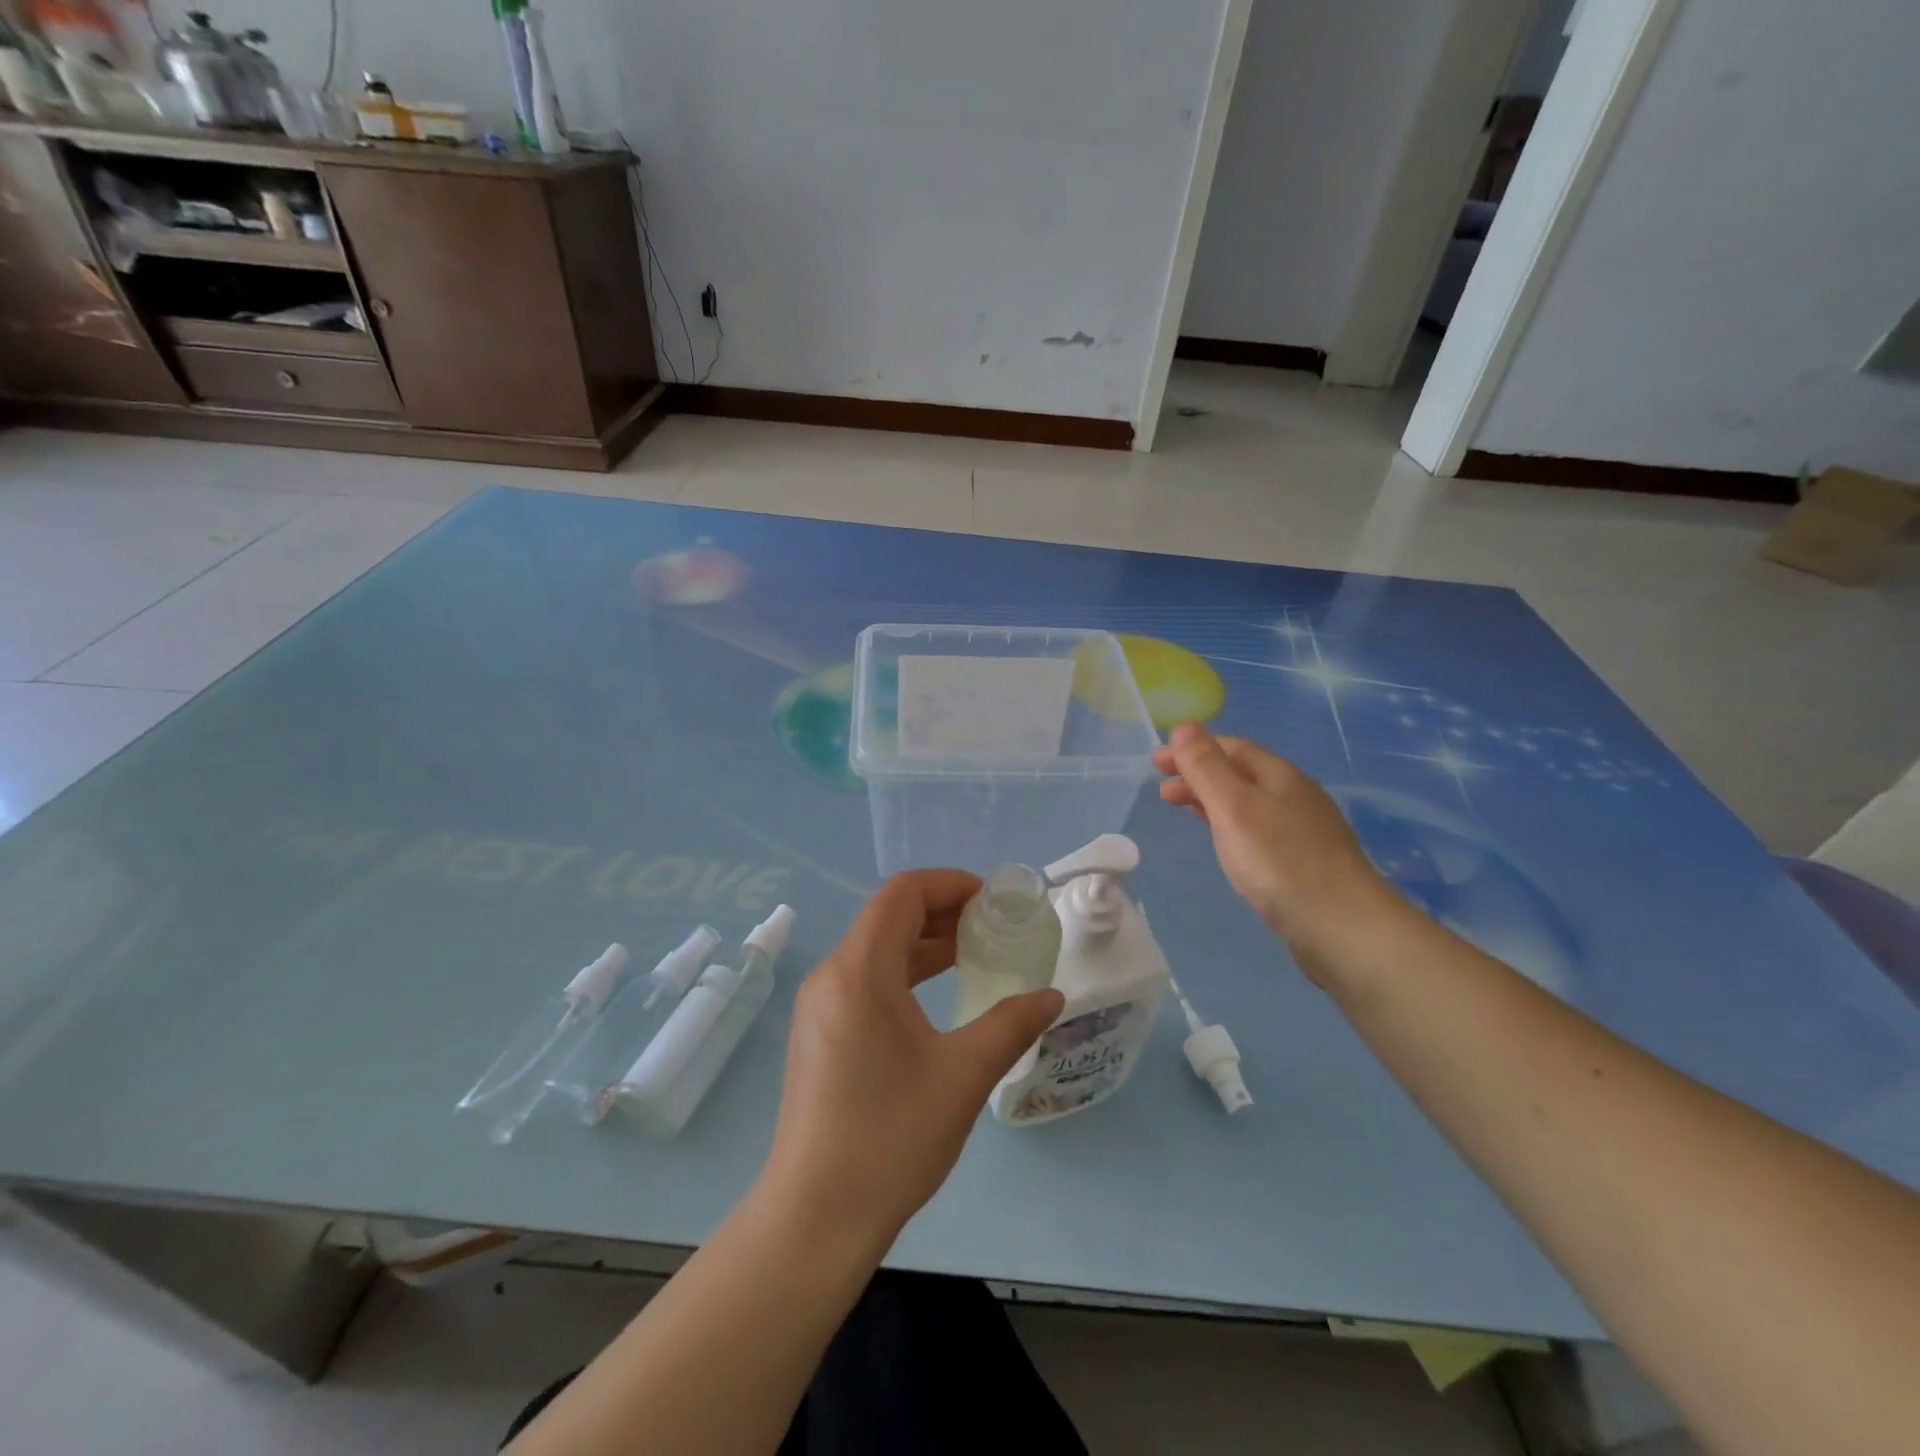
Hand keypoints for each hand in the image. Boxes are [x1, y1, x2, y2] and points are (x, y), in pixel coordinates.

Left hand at [763, 871, 1063, 1252]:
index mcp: (860, 970)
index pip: (902, 893)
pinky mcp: (819, 1032)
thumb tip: (1051, 997)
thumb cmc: (892, 1137)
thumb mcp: (964, 1075)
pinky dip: (903, 970)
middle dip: (941, 910)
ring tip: (973, 952)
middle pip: (887, 915)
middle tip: (992, 925)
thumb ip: (1011, 1024)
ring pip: (875, 947)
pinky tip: (935, 994)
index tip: (993, 900)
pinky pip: (864, 977)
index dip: (949, 884)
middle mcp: (832, 975)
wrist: (816, 1217)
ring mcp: (820, 1005)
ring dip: (923, 941)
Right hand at [1154, 723, 1396, 978]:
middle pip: (1241, 773)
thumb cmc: (1280, 862)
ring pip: (1249, 802)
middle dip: (1199, 775)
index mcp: (1280, 776)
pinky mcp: (1305, 862)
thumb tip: (1184, 727)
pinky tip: (1225, 842)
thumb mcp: (1233, 807)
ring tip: (1183, 811)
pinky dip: (1230, 824)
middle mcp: (1295, 796)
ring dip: (1212, 800)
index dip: (1192, 749)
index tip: (1156, 762)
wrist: (1343, 928)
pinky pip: (1258, 829)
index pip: (1231, 747)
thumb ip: (1206, 767)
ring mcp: (1304, 830)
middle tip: (1162, 791)